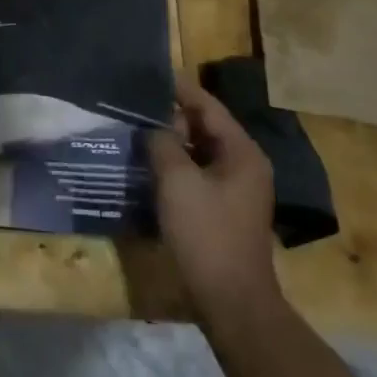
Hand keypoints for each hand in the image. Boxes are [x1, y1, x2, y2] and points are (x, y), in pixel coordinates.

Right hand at [149, 74, 282, 321]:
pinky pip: (196, 173)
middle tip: (133, 104)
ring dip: (169, 141)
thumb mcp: (177, 181)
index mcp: (242, 152)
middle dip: (170, 114)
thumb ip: (162, 143)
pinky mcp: (223, 209)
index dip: (178, 88)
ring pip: (198, 151)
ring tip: (134, 129)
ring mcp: (235, 189)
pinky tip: (147, 164)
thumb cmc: (206, 234)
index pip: (207, 106)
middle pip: (204, 126)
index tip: (147, 74)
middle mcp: (244, 165)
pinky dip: (174, 164)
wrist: (231, 302)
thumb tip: (152, 126)